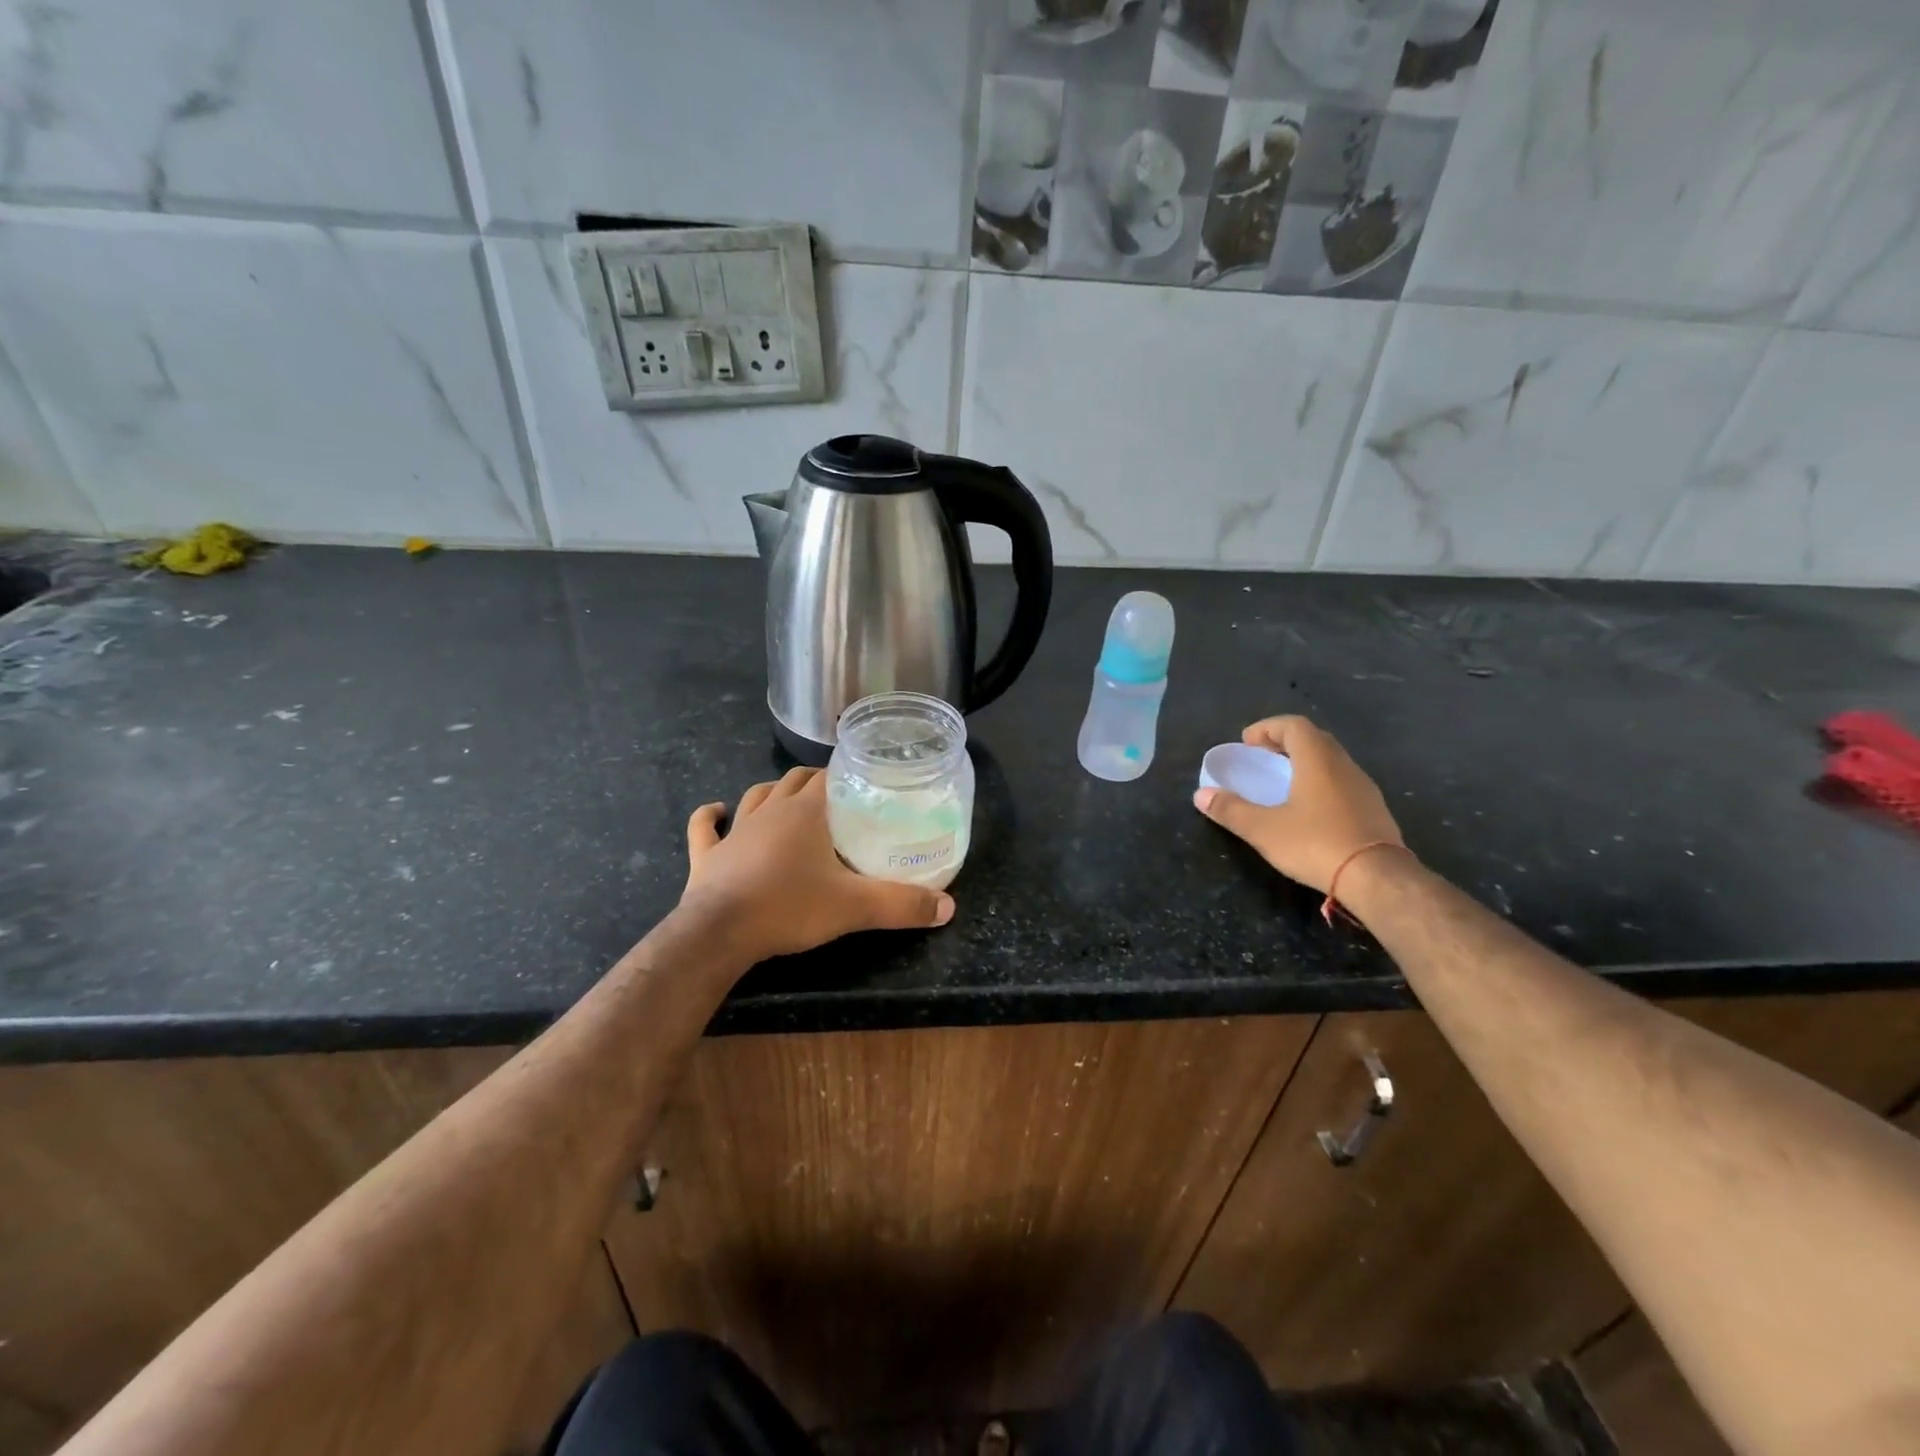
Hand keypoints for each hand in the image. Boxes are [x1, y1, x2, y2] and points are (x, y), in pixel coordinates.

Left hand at [679, 767, 955, 962]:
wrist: (720, 934)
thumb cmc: (789, 907)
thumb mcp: (855, 907)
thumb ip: (902, 905)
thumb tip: (948, 907)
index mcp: (805, 812)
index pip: (828, 777)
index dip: (845, 776)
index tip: (863, 785)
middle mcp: (770, 811)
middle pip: (793, 781)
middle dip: (814, 782)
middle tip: (836, 800)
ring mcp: (735, 831)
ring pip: (755, 796)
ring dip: (771, 793)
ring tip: (788, 800)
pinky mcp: (707, 855)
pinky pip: (705, 828)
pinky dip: (711, 817)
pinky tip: (716, 811)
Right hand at [1193, 715, 1405, 893]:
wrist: (1378, 878)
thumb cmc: (1316, 844)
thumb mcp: (1264, 829)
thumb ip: (1231, 810)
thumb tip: (1201, 795)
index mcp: (1317, 760)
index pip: (1293, 725)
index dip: (1267, 728)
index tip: (1247, 743)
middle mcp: (1343, 765)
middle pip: (1314, 739)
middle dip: (1285, 742)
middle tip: (1262, 758)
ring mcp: (1363, 786)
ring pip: (1331, 760)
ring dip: (1305, 762)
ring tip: (1283, 782)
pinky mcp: (1374, 809)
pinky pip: (1342, 782)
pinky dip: (1321, 782)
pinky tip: (1310, 809)